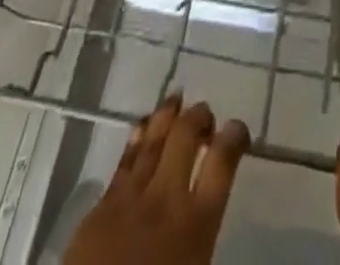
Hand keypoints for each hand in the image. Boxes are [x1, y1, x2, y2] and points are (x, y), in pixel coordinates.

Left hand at [65, 96, 249, 264]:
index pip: (222, 163)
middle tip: (204, 113)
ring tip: (175, 100)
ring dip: (167, 116)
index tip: (238, 129)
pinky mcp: (101, 207)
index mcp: (196, 225)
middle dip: (198, 117)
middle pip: (185, 137)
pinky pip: (124, 161)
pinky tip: (142, 127)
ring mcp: (130, 198)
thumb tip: (207, 218)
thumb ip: (202, 238)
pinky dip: (138, 138)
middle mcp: (166, 200)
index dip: (234, 138)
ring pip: (153, 140)